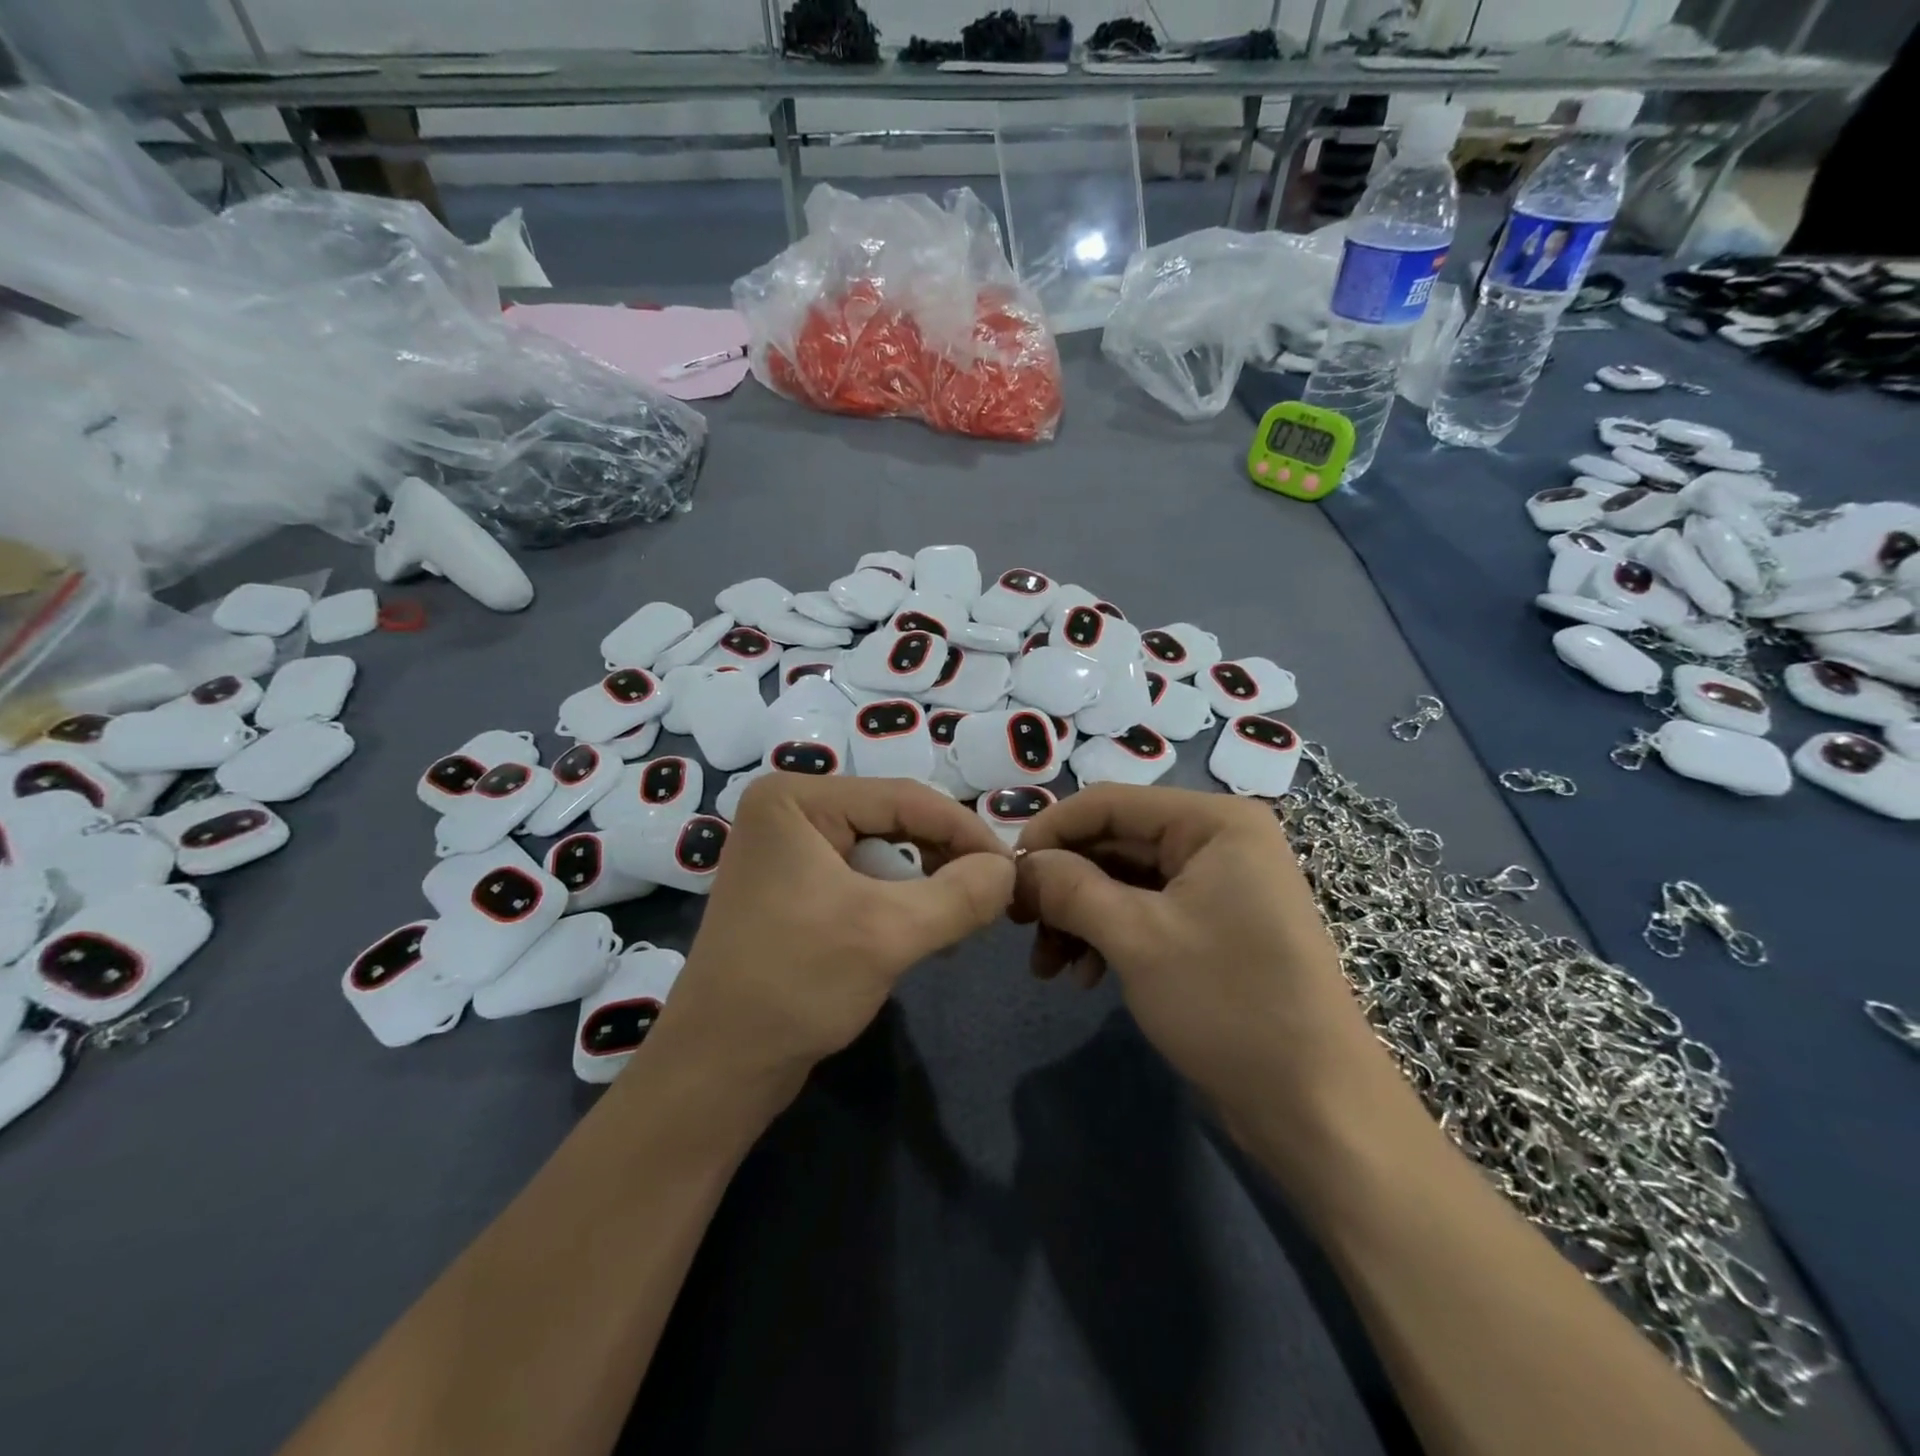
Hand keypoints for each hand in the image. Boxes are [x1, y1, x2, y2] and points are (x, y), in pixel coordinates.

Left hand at [657, 775, 1015, 1090]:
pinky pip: (863, 878)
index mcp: (795, 798)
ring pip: (884, 851)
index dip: (965, 830)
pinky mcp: (795, 886)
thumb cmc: (795, 986)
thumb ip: (960, 895)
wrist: (718, 1069)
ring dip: (926, 885)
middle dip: (945, 859)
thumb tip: (1011, 870)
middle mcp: (789, 810)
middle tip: (992, 897)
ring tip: (960, 922)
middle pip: (894, 820)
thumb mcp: (888, 934)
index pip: (903, 797)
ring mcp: (789, 850)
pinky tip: (925, 932)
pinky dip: (898, 902)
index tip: (1012, 869)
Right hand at [1011, 785, 1385, 1125]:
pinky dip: (1107, 936)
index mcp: (1214, 822)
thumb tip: (1018, 867)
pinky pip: (1144, 911)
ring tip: (1046, 966)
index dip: (1050, 832)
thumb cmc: (1228, 1005)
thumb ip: (1069, 888)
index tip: (1005, 875)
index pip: (1109, 803)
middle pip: (1114, 842)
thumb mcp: (1137, 939)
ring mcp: (1216, 884)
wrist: (1314, 1108)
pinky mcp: (1211, 924)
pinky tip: (1083, 976)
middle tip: (1018, 926)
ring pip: (1123, 881)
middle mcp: (1217, 840)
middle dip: (1063, 885)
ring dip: (1078, 917)